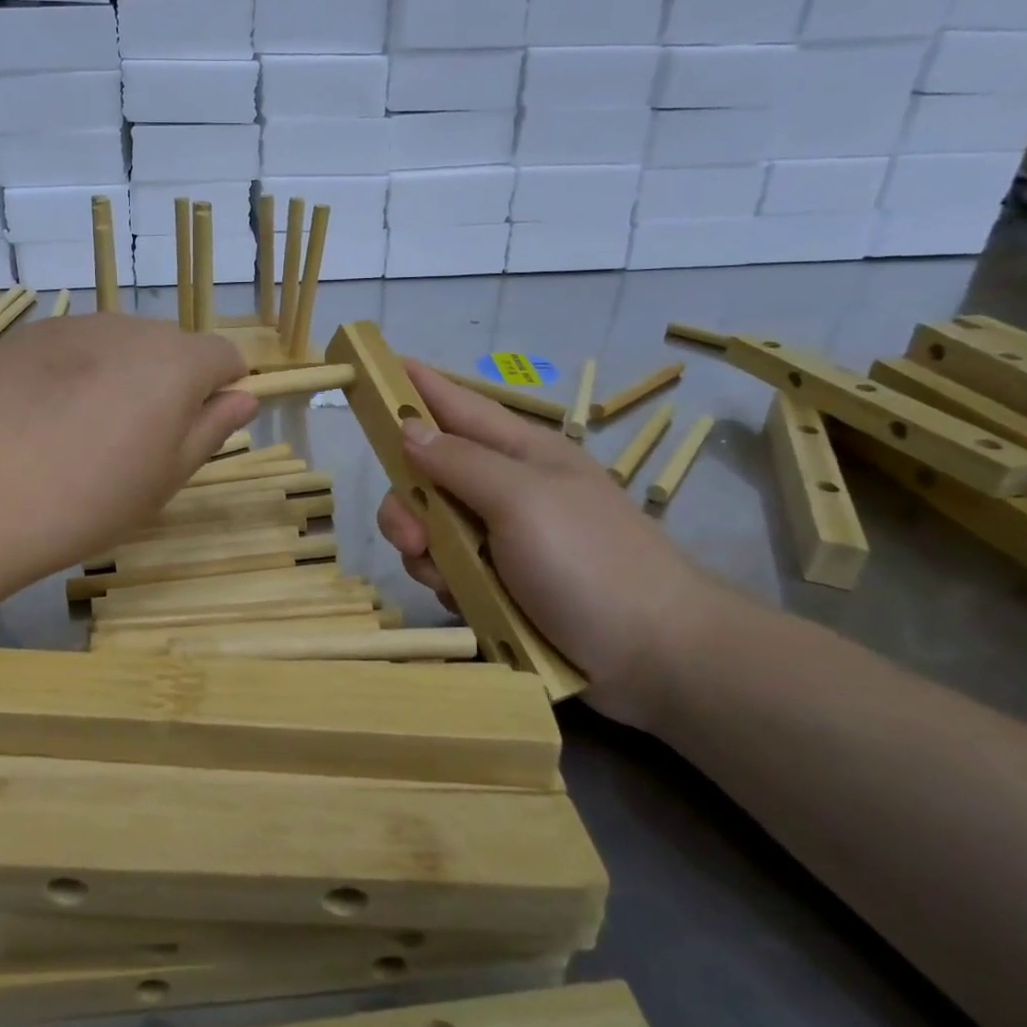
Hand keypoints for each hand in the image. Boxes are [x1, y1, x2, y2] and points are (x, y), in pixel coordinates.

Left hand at [0, 314, 256, 590]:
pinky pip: (71, 346)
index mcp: (178, 362)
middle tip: (134, 439)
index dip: (221, 389)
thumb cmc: (92, 497)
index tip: (196, 427)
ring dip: (119, 372)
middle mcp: (131, 328)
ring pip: (118, 343)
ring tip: (81, 427)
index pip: (224, 355)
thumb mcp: (167, 475)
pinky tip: (42, 415)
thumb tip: (243, 397)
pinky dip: (73, 370)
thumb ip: (212, 428)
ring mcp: (74, 326)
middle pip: (170, 346)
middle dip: (167, 381)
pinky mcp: (27, 335)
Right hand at [378, 362, 738, 726]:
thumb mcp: (522, 500)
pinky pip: (445, 567)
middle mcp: (504, 487)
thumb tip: (407, 428)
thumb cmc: (591, 563)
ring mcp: (501, 536)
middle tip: (415, 536)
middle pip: (427, 474)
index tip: (370, 367)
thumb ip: (460, 462)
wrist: (656, 659)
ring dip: (425, 550)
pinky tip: (465, 600)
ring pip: (429, 525)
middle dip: (408, 503)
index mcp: (519, 451)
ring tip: (450, 580)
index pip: (454, 404)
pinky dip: (445, 582)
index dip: (412, 385)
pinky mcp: (498, 580)